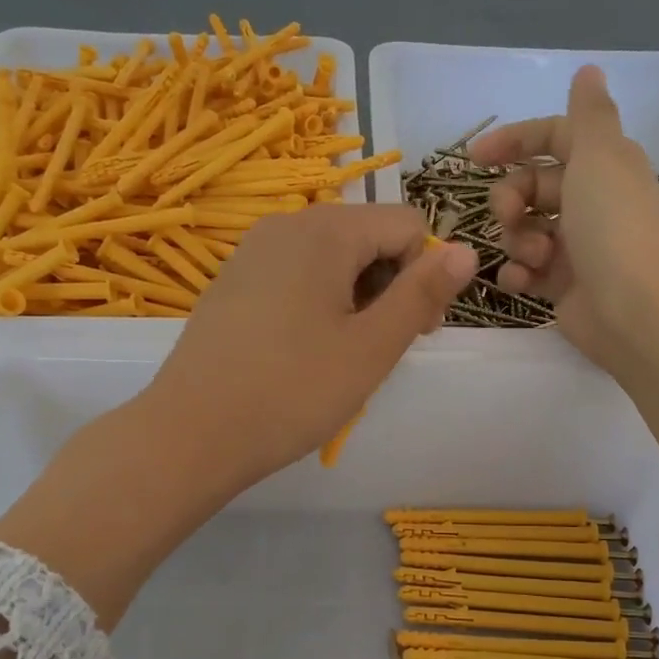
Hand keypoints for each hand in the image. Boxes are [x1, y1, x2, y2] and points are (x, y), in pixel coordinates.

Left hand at [150, 201, 477, 486]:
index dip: (425, 275)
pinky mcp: (233, 282)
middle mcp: (286, 224)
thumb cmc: (292, 392)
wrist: (192, 434)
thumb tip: (466, 248)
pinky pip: (296, 276)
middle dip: (390, 286)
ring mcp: (252, 252)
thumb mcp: (372, 347)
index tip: (416, 332)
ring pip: (332, 259)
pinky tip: (303, 352)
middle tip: (378, 350)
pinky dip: (318, 304)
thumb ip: (423, 293)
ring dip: (355, 299)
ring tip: (340, 356)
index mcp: (326, 230)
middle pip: (368, 237)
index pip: (407, 224)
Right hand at [472, 66, 658, 378]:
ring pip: (524, 229)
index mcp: (603, 164)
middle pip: (531, 186)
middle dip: (511, 198)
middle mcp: (590, 201)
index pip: (553, 138)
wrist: (634, 311)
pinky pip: (525, 270)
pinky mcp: (563, 286)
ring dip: (517, 239)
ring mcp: (576, 246)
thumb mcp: (600, 156)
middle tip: (509, 216)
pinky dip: (518, 273)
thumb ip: (587, 113)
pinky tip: (522, 280)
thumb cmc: (613, 227)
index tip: (475, 159)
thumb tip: (589, 70)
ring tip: (534, 257)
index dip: (514, 141)